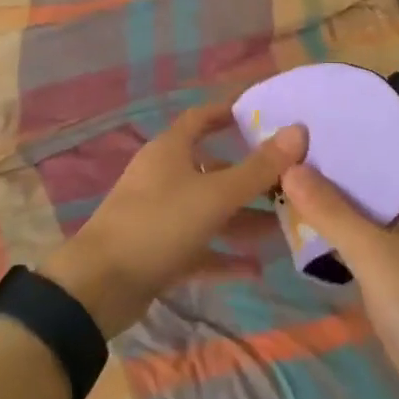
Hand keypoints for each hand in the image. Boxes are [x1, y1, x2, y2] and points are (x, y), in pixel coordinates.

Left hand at [42, 104, 306, 335]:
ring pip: (209, 210)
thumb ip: (258, 168)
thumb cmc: (158, 224)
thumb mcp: (215, 195)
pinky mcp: (158, 251)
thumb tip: (299, 130)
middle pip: (213, 168)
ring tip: (284, 228)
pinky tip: (256, 268)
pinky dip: (224, 254)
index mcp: (170, 150)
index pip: (202, 118)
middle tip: (291, 184)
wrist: (100, 285)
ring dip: (243, 219)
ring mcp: (159, 215)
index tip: (263, 114)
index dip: (229, 113)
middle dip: (250, 177)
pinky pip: (199, 247)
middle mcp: (164, 176)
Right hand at [280, 140, 398, 398]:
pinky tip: (306, 211)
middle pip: (379, 164)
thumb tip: (289, 166)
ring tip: (291, 164)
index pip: (398, 136)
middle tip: (293, 134)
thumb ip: (333, 212)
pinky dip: (339, 216)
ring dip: (336, 185)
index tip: (321, 104)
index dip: (362, 117)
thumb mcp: (377, 259)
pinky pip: (366, 225)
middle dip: (340, 151)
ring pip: (369, 196)